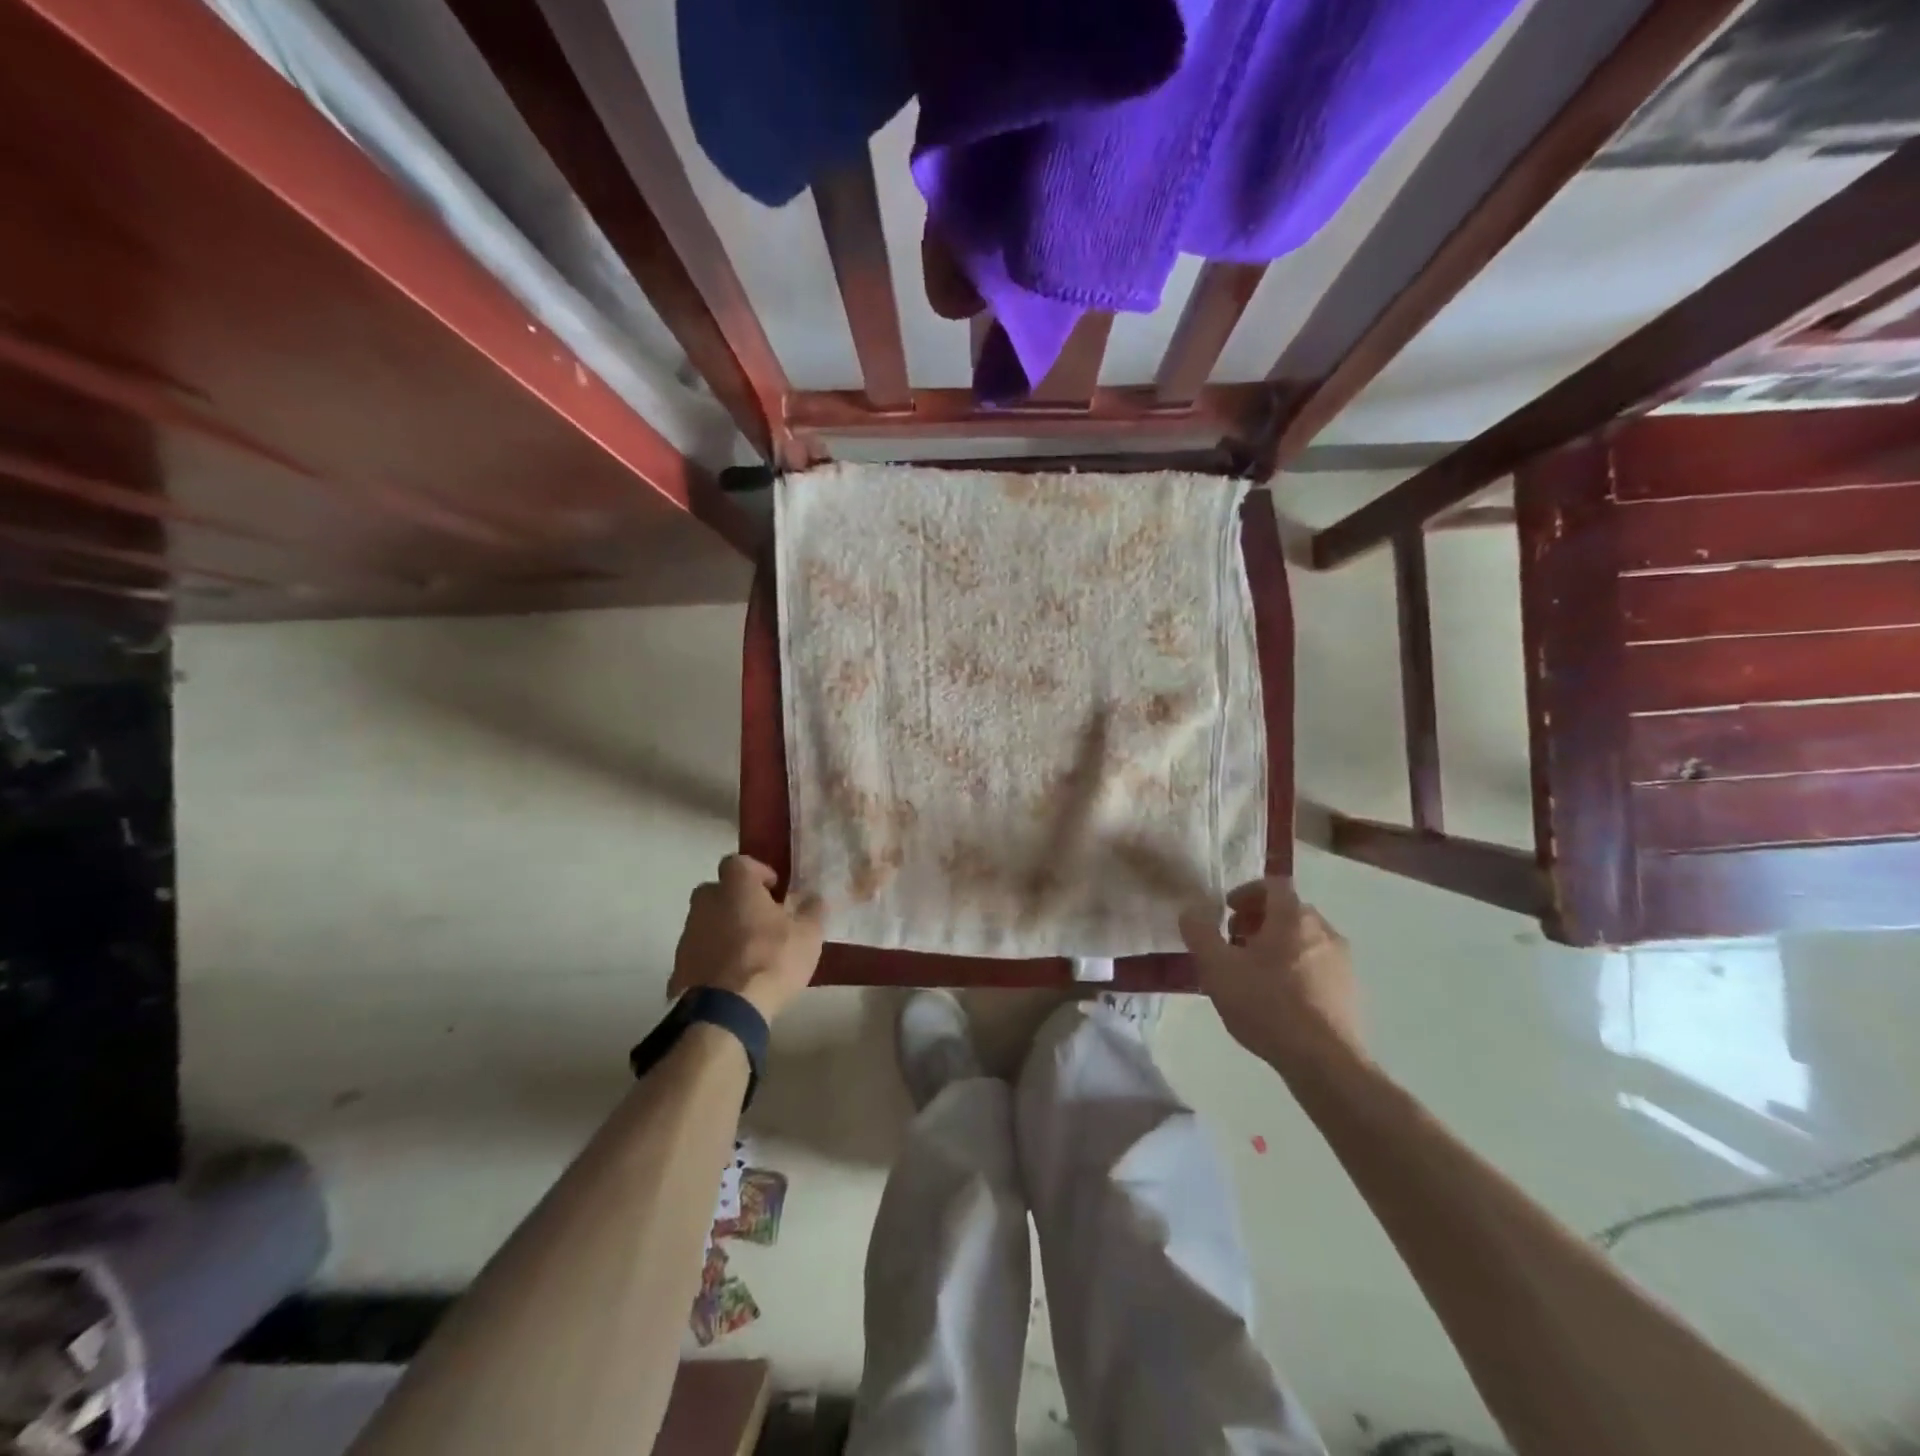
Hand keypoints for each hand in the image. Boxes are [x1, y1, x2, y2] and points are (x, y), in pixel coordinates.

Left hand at [671, 855, 824, 1022]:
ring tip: (748, 954)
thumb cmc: (771, 959)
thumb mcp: (808, 935)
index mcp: (735, 887)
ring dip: (724, 931)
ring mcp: (687, 936)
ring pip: (707, 923)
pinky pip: (699, 954)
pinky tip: (731, 979)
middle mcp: (705, 903)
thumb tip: (813, 897)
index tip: (774, 890)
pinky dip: (712, 960)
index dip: (757, 872)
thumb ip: (812, 910)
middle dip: (737, 901)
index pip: (739, 862)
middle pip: (718, 891)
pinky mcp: (678, 968)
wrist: (725, 1011)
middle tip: (760, 920)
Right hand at [1178, 877, 1362, 1071]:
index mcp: (1293, 917)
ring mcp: (1342, 962)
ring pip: (1304, 940)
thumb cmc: (1266, 1004)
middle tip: (1234, 944)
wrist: (1324, 1062)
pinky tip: (1278, 1000)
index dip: (1246, 893)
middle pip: (1288, 912)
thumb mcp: (1217, 967)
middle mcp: (1324, 930)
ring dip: (1277, 946)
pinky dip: (1295, 970)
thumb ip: (1199, 934)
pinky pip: (1317, 966)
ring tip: (1253, 975)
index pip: (1272, 885)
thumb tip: (1191, 912)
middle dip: (1258, 922)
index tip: (1227, 912)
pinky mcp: (1350, 991)